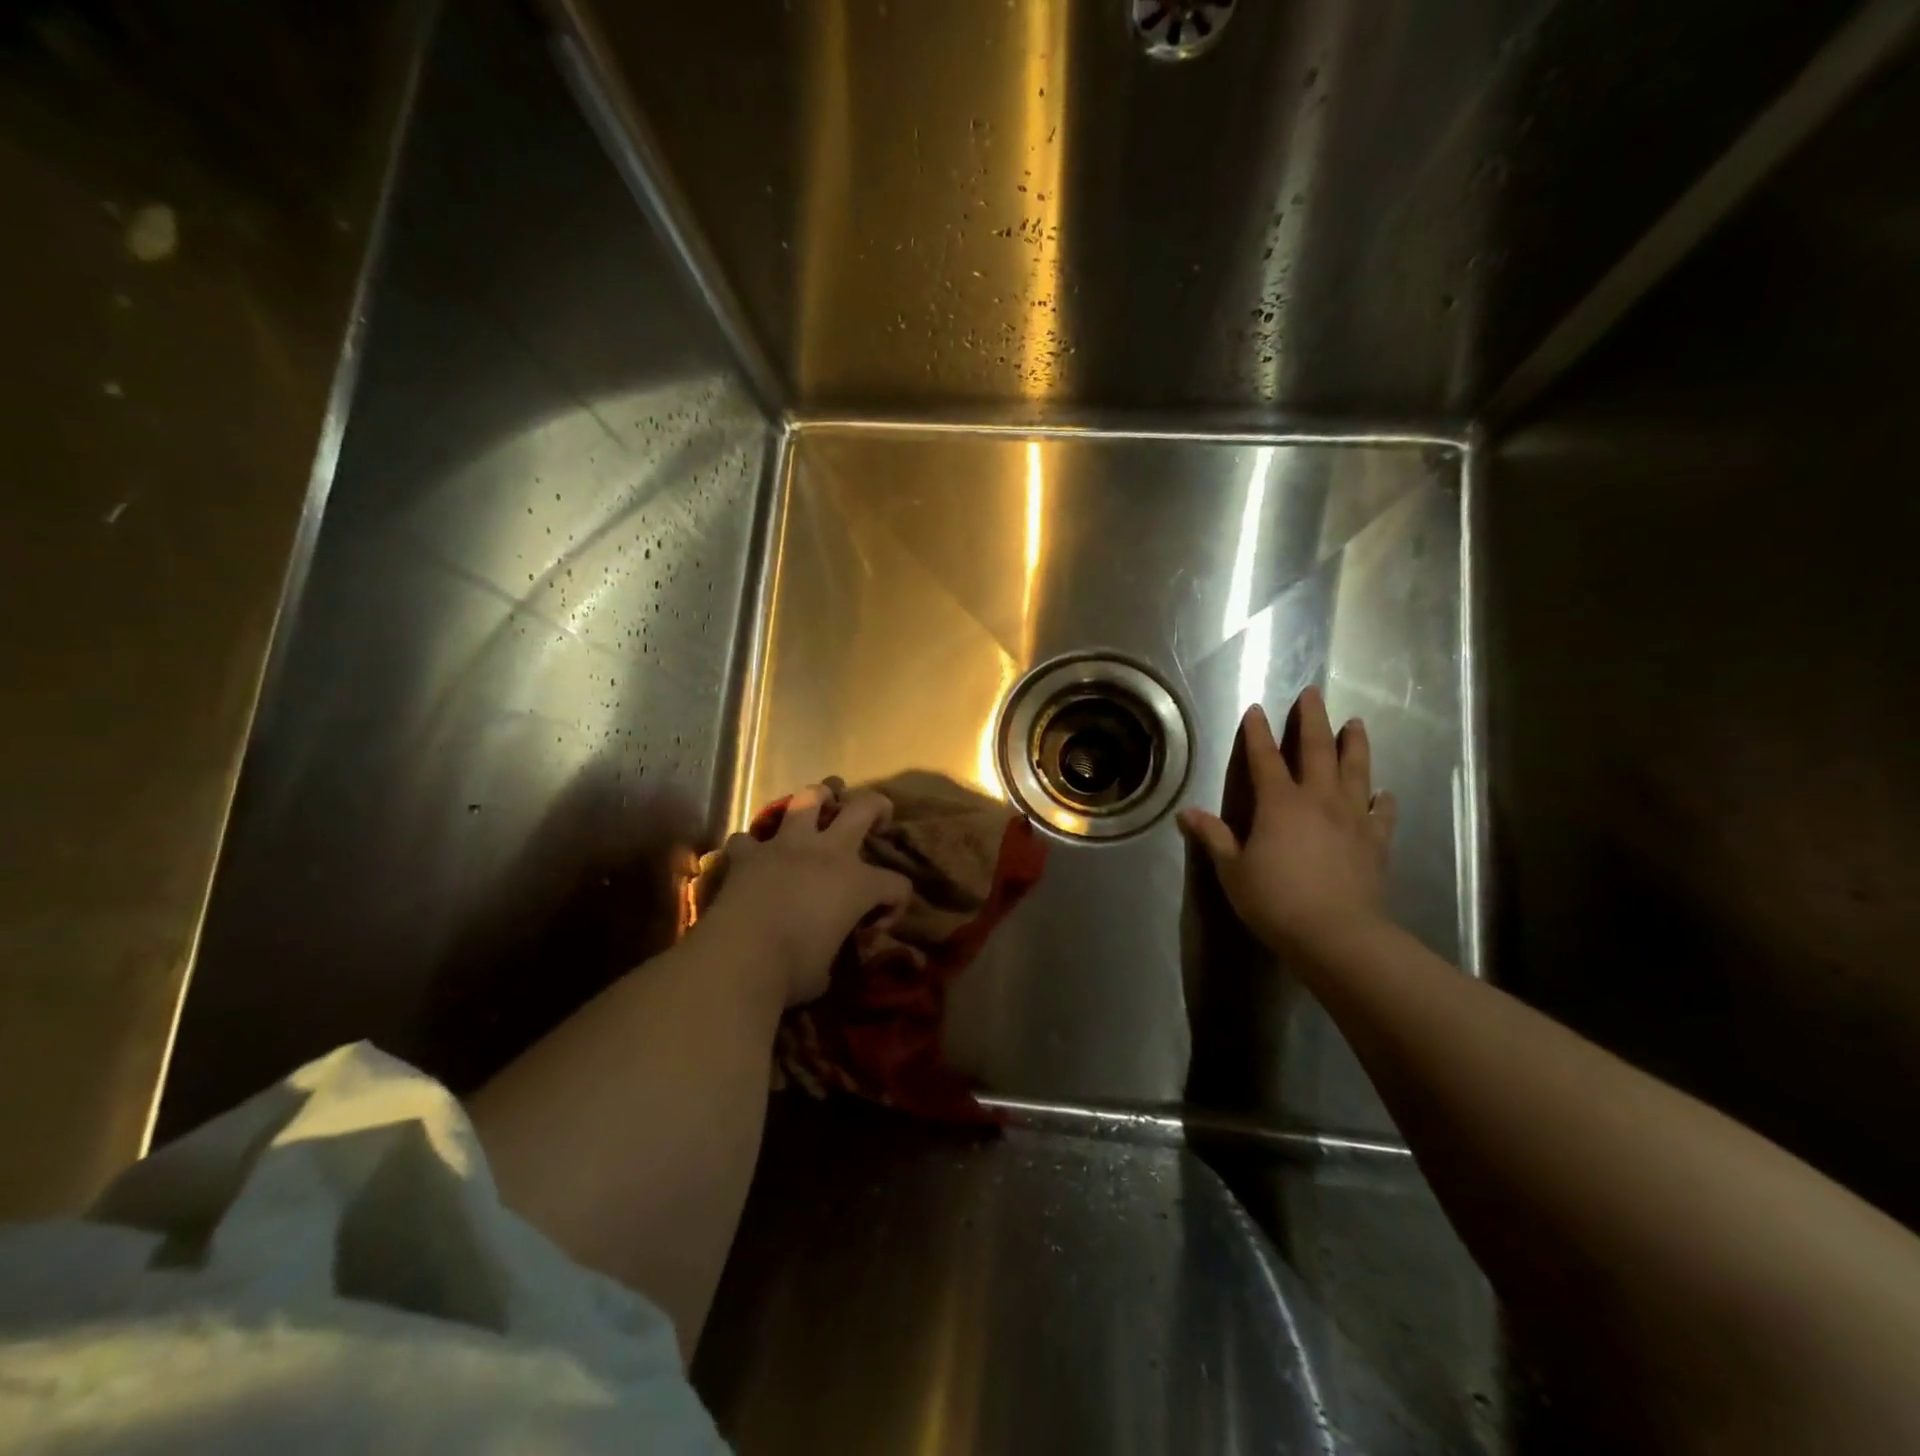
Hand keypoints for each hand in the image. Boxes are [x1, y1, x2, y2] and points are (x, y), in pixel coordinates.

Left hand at [699, 785, 911, 1006]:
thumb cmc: (793, 970)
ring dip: (817, 800)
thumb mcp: (828, 970)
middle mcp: (827, 853)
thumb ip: (835, 950)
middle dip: (876, 808)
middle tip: (877, 819)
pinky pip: (749, 838)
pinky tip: (754, 858)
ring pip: (807, 798)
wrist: (738, 958)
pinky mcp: (748, 854)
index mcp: (857, 882)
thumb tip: (828, 955)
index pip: (896, 884)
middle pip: (863, 807)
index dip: (894, 906)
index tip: (873, 931)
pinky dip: (753, 847)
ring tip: (819, 809)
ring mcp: (785, 846)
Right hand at [1178, 687, 1397, 959]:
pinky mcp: (1376, 841)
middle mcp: (1319, 800)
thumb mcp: (1233, 870)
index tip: (1256, 709)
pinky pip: (1382, 812)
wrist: (1338, 935)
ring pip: (1356, 770)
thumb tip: (1187, 813)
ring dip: (1355, 744)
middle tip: (1313, 694)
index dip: (1257, 733)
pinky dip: (1383, 799)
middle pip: (1317, 750)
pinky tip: (1384, 793)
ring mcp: (1352, 818)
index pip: (1265, 758)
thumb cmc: (1275, 901)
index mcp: (1279, 803)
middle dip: (1312, 719)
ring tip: (1356, 723)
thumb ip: (1214, 837)